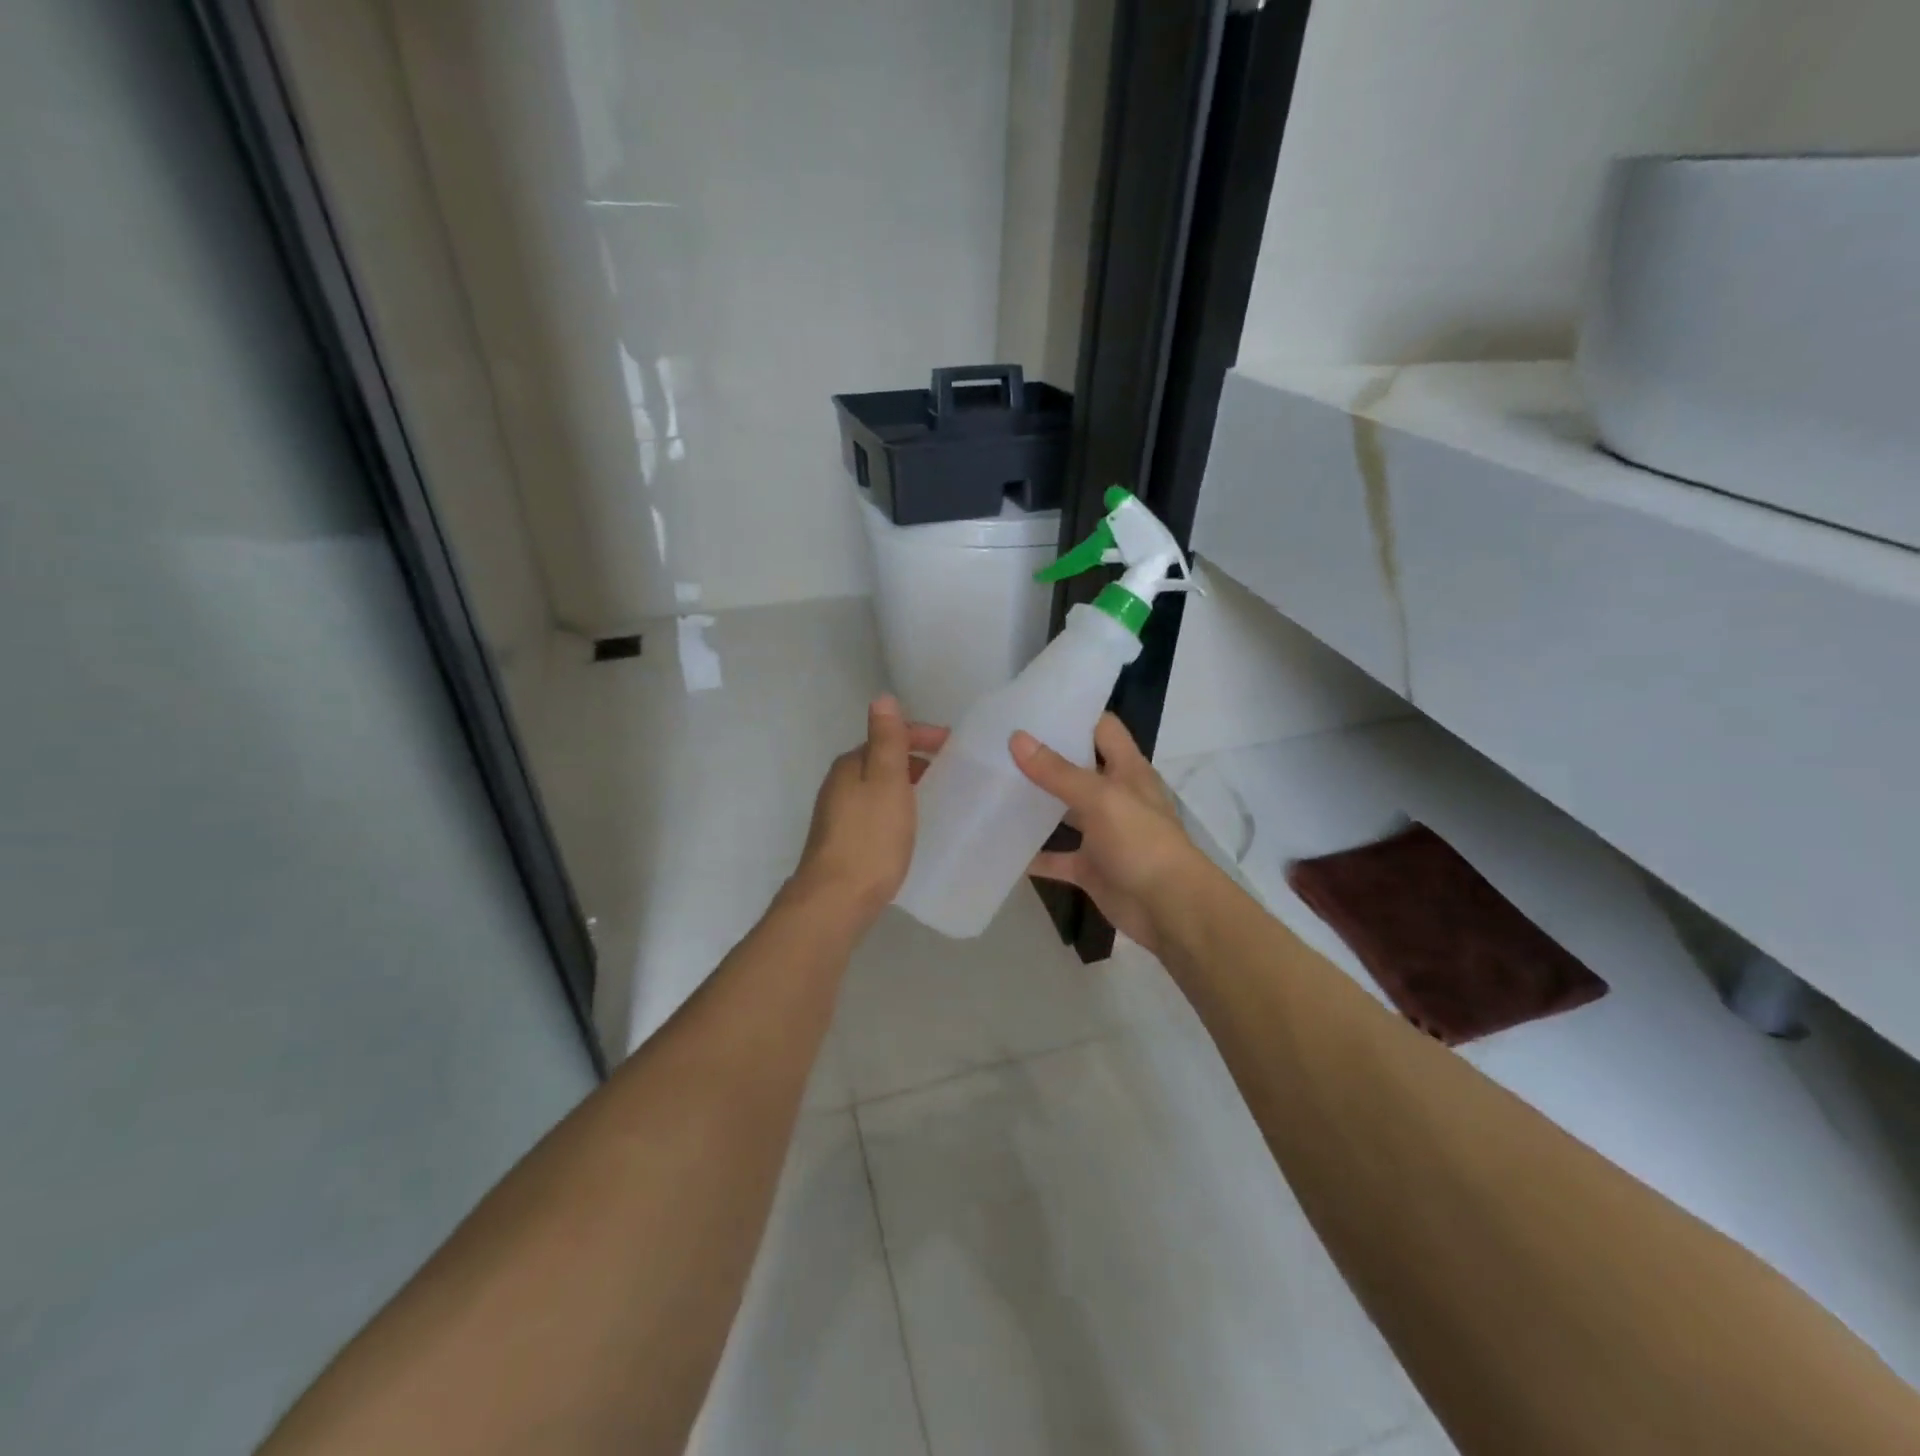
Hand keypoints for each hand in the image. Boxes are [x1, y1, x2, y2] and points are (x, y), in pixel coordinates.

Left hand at [792, 696, 947, 923]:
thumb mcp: (887, 781)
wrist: (836, 900)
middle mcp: (839, 784)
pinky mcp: (842, 841)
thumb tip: (882, 698)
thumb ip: (887, 740)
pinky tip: (908, 827)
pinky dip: (895, 809)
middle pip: (881, 761)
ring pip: (877, 787)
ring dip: (905, 785)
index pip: (888, 736)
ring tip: (934, 797)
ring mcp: (837, 814)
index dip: (921, 735)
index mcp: (850, 765)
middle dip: (914, 760)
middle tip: (948, 772)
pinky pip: (874, 812)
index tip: (953, 746)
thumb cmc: (870, 838)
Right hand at [1011, 713, 1210, 956]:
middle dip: (1044, 757)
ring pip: (1064, 812)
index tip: (1033, 705)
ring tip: (992, 785)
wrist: (1169, 909)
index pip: (1102, 728)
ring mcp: (1102, 833)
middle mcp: (1115, 796)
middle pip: (1078, 767)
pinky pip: (1056, 858)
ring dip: (1035, 804)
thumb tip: (1017, 738)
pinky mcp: (1090, 867)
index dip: (1074, 713)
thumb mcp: (1101, 798)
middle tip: (999, 742)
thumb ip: (1058, 771)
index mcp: (1127, 770)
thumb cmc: (1141, 842)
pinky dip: (1033, 855)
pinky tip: (1001, 846)